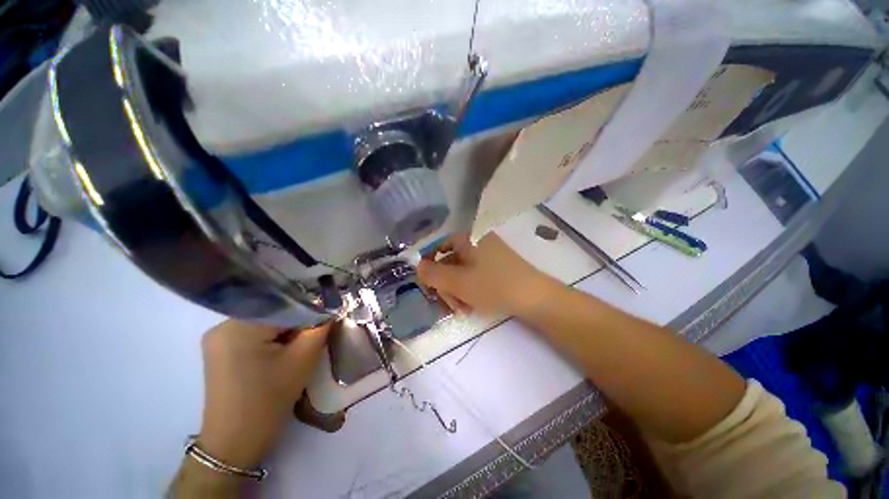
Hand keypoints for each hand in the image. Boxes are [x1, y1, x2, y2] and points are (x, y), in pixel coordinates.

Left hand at [197, 320, 329, 469]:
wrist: (234, 443)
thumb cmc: (270, 400)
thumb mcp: (303, 359)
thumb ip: (320, 326)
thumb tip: (332, 307)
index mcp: (239, 326)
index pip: (286, 306)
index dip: (310, 312)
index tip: (326, 321)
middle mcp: (223, 325)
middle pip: (274, 312)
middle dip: (297, 322)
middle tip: (312, 338)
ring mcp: (217, 338)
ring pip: (265, 322)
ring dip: (285, 331)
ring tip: (297, 349)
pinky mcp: (219, 350)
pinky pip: (253, 333)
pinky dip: (271, 338)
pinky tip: (279, 355)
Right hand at [416, 234, 555, 316]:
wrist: (536, 298)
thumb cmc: (493, 286)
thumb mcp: (458, 282)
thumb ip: (433, 275)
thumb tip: (417, 267)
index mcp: (467, 239)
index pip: (438, 247)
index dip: (429, 265)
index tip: (427, 285)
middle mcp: (477, 243)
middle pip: (450, 261)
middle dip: (444, 284)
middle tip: (445, 304)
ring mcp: (489, 255)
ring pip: (462, 272)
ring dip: (456, 291)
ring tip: (461, 309)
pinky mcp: (497, 268)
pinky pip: (475, 277)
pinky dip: (469, 290)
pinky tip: (471, 307)